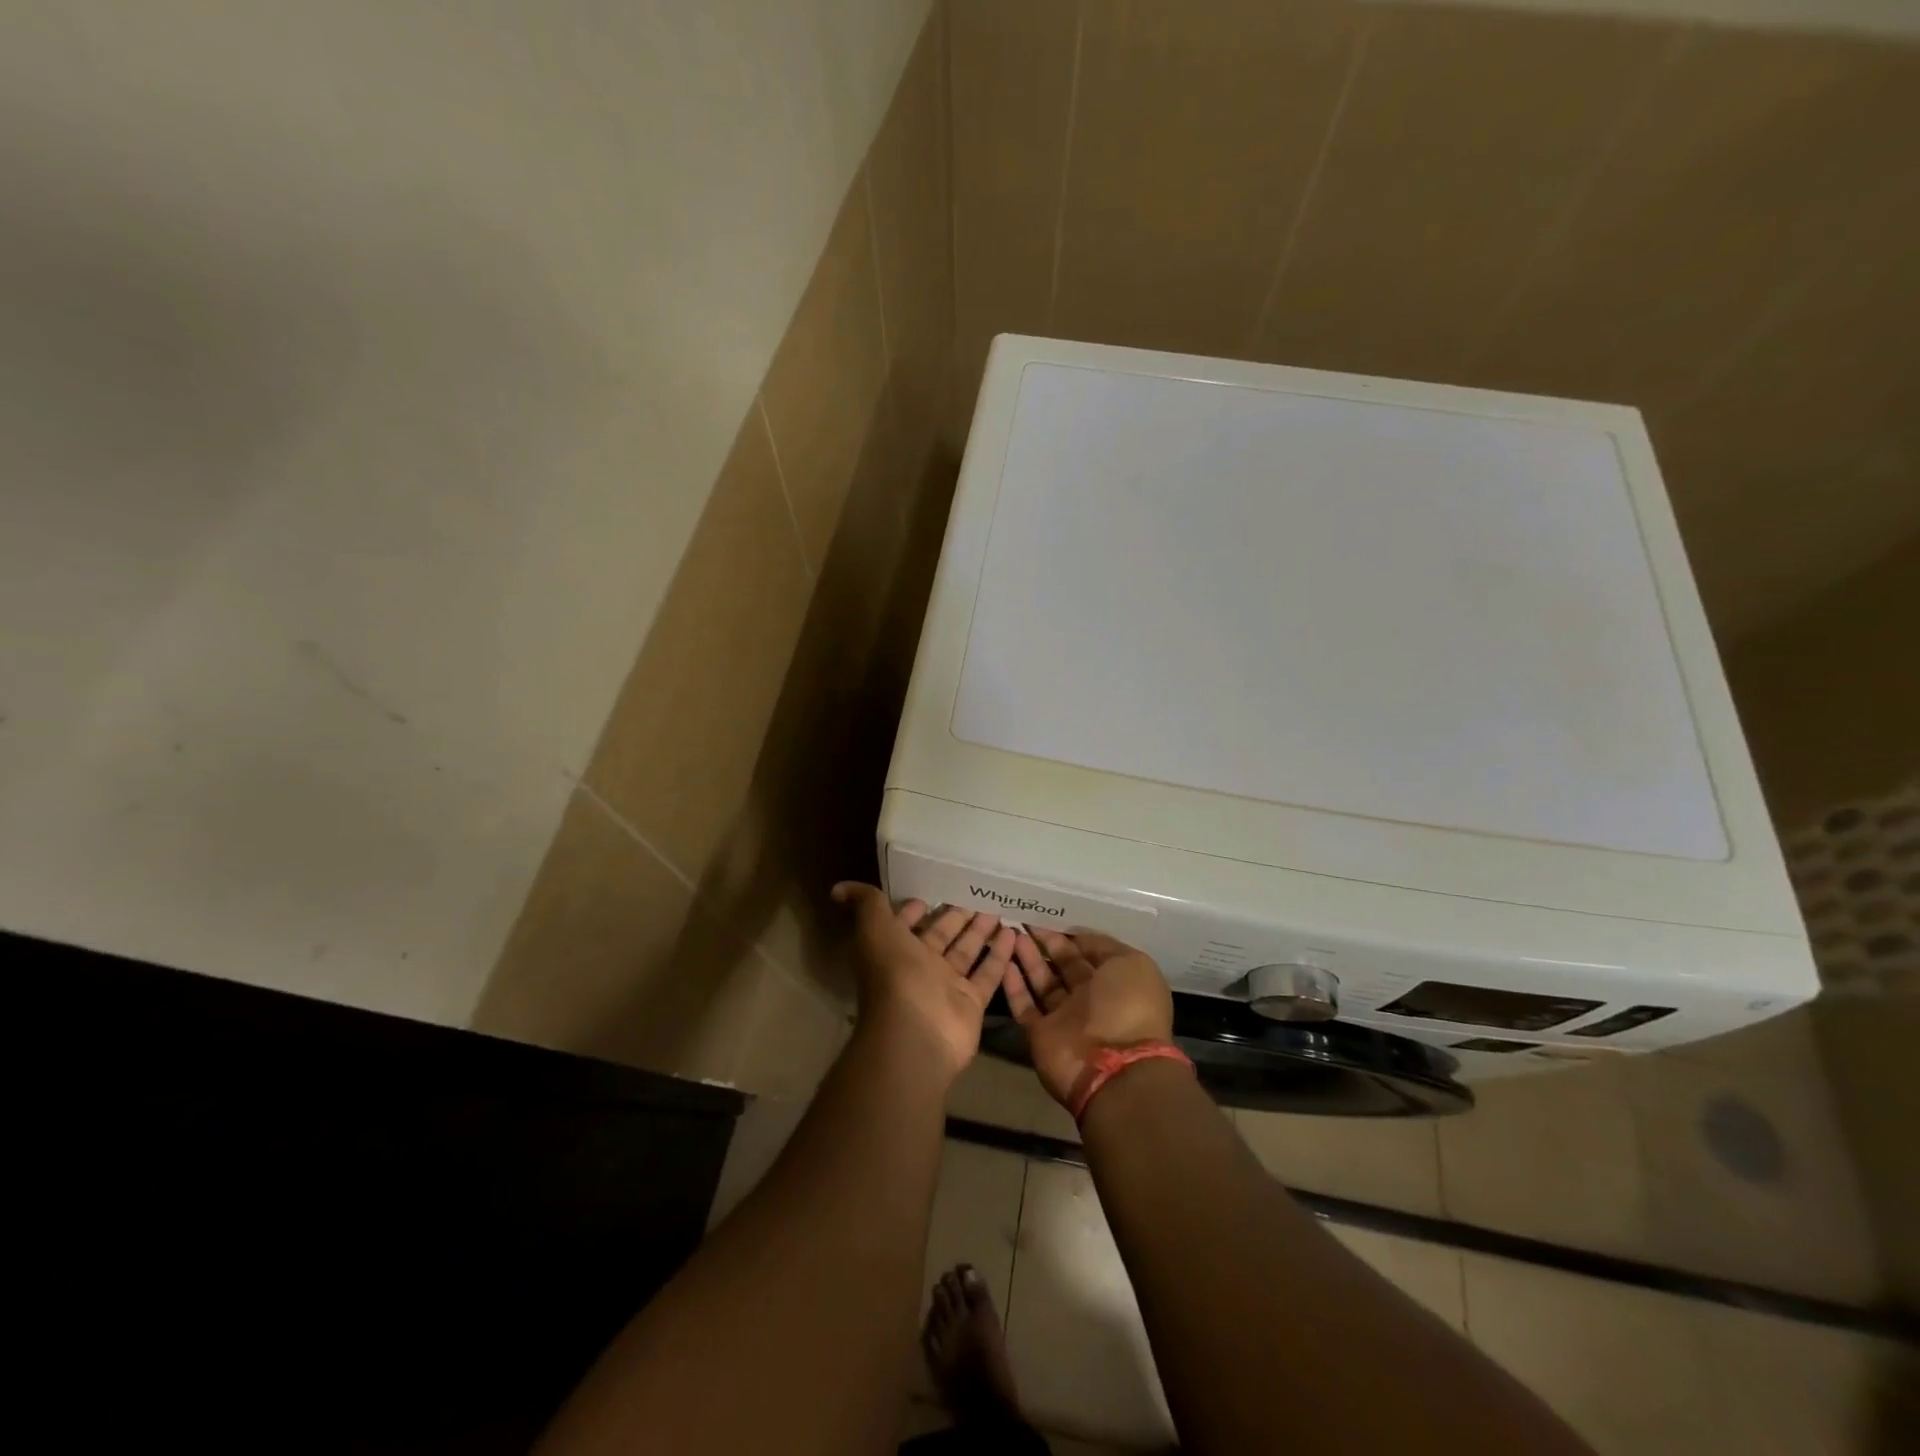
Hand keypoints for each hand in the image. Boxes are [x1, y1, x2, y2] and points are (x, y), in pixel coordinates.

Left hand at [833, 883, 1017, 1080]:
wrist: (916, 1035)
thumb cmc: (895, 976)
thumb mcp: (875, 930)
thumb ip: (865, 905)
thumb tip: (838, 887)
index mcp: (895, 949)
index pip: (906, 924)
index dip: (916, 909)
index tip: (934, 890)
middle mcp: (920, 967)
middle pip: (942, 935)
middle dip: (957, 915)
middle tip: (978, 892)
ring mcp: (947, 986)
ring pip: (966, 951)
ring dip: (981, 930)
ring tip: (1000, 906)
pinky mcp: (971, 1002)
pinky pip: (988, 974)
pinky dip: (1000, 955)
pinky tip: (1014, 933)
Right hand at [1002, 930, 1174, 1108]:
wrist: (1112, 1067)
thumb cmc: (1127, 1007)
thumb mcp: (1130, 963)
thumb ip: (1102, 946)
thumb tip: (1077, 936)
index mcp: (1115, 981)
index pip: (1089, 952)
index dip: (1070, 933)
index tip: (1049, 913)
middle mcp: (1090, 998)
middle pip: (1063, 964)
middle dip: (1045, 941)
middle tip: (1023, 918)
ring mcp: (1065, 1017)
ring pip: (1042, 981)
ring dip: (1027, 957)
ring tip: (1010, 932)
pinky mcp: (1041, 1033)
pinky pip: (1024, 1005)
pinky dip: (1013, 984)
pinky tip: (1003, 960)